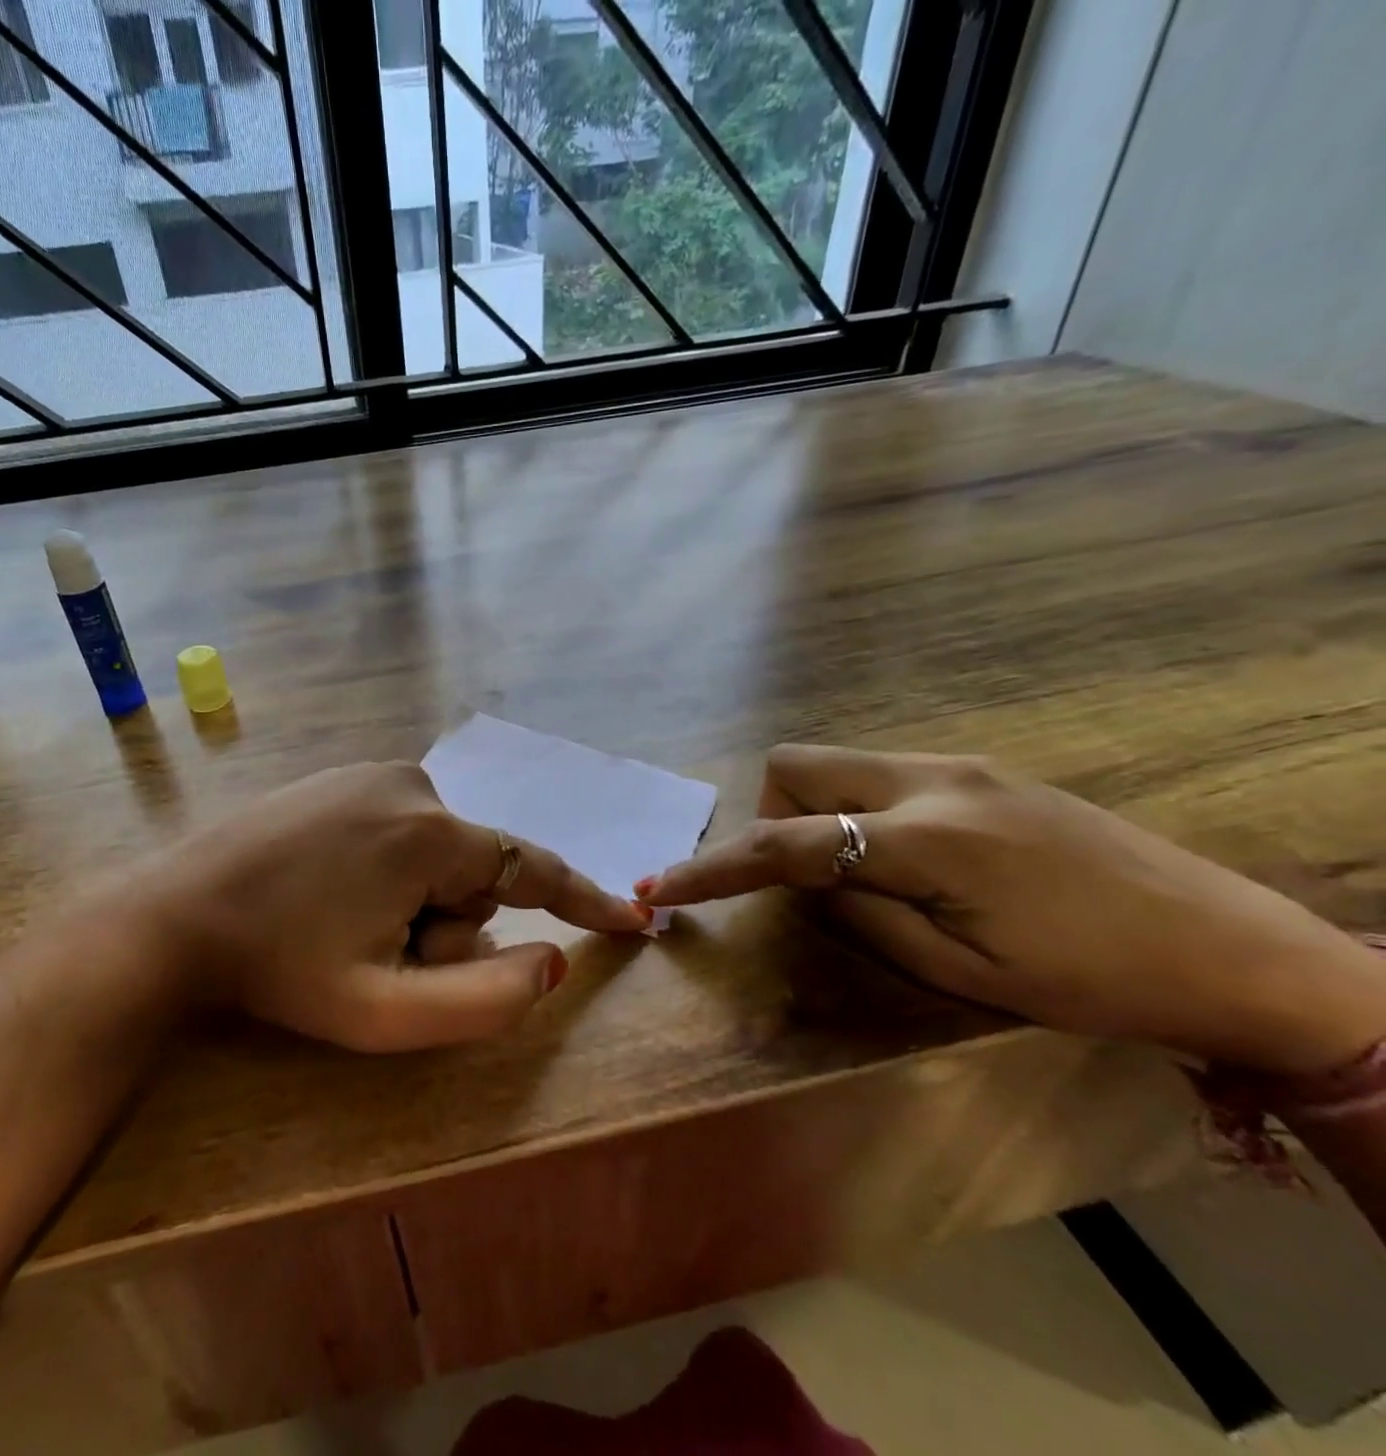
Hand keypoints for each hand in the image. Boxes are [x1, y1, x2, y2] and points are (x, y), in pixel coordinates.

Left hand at [110, 762, 648, 1052]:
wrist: (176, 915)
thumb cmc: (281, 970)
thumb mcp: (385, 1012)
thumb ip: (485, 1000)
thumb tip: (550, 959)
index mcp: (430, 834)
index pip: (532, 869)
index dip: (585, 899)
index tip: (633, 918)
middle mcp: (411, 784)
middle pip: (473, 872)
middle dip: (446, 924)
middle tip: (377, 955)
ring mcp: (370, 774)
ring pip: (436, 854)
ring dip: (413, 901)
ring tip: (344, 923)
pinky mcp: (340, 777)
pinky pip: (400, 830)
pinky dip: (388, 871)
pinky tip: (328, 891)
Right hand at [635, 745, 1385, 1073]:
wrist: (1239, 950)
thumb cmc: (1097, 981)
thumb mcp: (963, 972)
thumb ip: (862, 914)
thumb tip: (806, 882)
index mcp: (930, 840)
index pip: (787, 845)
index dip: (714, 868)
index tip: (659, 890)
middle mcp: (933, 780)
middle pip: (796, 765)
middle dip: (773, 816)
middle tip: (808, 880)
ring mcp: (960, 765)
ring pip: (835, 763)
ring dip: (815, 811)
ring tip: (860, 873)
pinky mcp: (981, 770)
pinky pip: (879, 772)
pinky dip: (857, 808)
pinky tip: (906, 857)